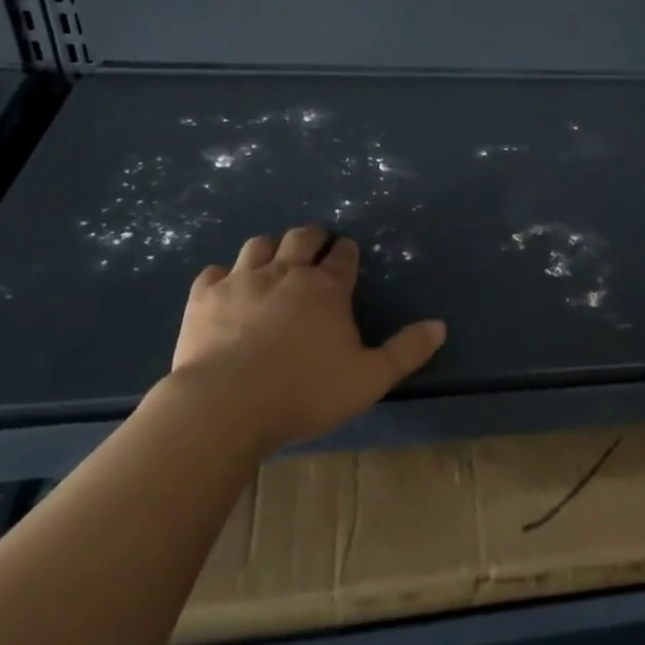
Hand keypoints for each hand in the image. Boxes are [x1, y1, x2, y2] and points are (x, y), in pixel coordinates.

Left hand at [168, 226, 446, 448]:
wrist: (225, 406)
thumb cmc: (305, 392)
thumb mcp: (370, 378)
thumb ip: (406, 351)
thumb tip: (440, 326)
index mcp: (327, 288)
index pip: (343, 256)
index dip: (348, 253)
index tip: (348, 255)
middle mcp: (285, 273)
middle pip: (302, 237)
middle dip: (313, 238)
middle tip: (316, 248)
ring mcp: (241, 281)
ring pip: (259, 245)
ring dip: (272, 248)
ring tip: (275, 261)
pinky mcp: (204, 298)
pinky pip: (215, 272)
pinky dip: (225, 275)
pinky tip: (227, 287)